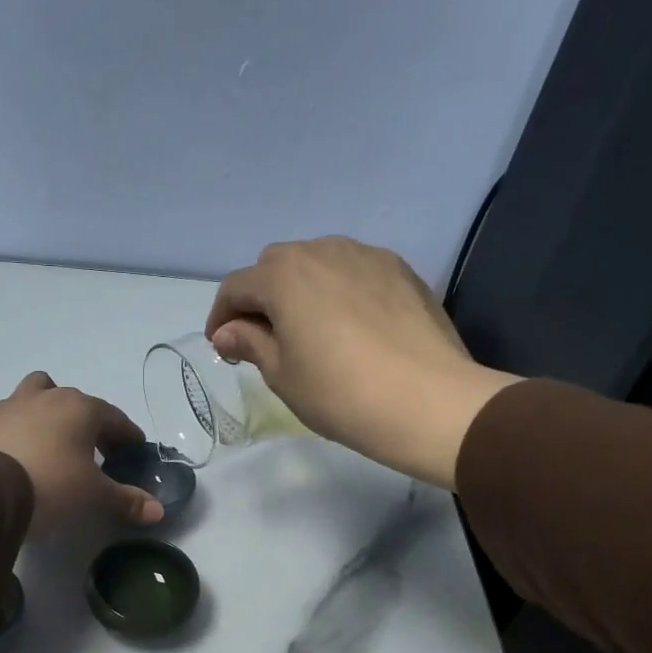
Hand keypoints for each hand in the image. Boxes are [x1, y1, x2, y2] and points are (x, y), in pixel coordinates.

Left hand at [0, 372, 163, 535]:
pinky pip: (10, 418)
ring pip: (37, 395)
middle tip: (95, 453)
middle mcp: (46, 397)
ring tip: (52, 443)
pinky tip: (21, 455)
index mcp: (80, 408)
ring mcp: (10, 405)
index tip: (133, 451)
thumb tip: (158, 510)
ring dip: (49, 413)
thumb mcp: (94, 497)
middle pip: (76, 402)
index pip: (114, 418)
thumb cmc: (51, 485)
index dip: (127, 436)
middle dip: (89, 423)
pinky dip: (20, 430)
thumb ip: (126, 500)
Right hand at [205, 236, 520, 489]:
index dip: (221, 317)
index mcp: (284, 275)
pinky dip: (338, 290)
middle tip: (262, 339)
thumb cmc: (340, 393)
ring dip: (300, 289)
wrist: (430, 402)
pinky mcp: (401, 270)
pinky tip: (348, 325)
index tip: (223, 348)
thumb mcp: (282, 375)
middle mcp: (323, 250)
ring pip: (317, 262)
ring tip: (306, 329)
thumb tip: (229, 331)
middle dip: (260, 298)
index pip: (236, 287)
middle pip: (276, 266)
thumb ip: (250, 343)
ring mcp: (367, 255)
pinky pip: (354, 271)